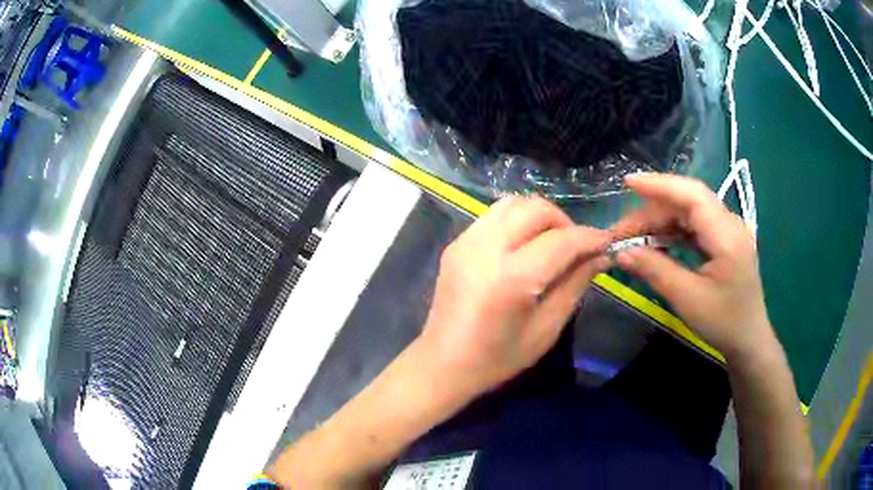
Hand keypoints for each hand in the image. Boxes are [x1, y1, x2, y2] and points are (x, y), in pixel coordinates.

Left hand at [418, 196, 609, 400]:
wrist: (442, 363)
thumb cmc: (497, 358)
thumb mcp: (546, 329)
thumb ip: (575, 285)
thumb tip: (601, 255)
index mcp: (510, 279)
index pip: (561, 241)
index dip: (589, 238)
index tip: (607, 242)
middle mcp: (485, 249)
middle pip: (535, 209)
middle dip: (564, 221)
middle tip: (577, 246)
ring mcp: (465, 241)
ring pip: (513, 203)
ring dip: (540, 215)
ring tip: (552, 242)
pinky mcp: (456, 243)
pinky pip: (495, 216)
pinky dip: (518, 220)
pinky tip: (525, 245)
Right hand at [612, 173, 774, 362]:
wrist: (748, 338)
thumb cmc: (723, 322)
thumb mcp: (688, 299)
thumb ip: (656, 271)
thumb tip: (621, 253)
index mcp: (727, 236)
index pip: (692, 196)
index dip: (660, 185)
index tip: (627, 183)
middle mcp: (729, 224)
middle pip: (687, 201)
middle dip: (652, 210)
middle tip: (622, 232)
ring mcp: (728, 230)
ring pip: (689, 211)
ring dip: (660, 220)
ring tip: (633, 237)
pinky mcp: (723, 240)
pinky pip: (694, 224)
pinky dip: (672, 229)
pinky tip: (656, 240)